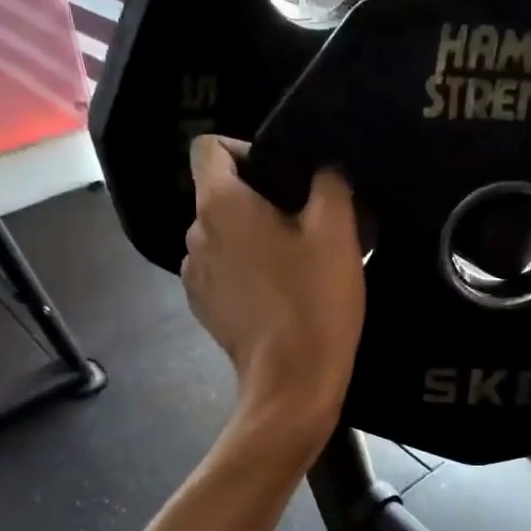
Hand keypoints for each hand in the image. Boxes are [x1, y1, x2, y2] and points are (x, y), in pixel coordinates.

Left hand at [182, 136, 364, 439]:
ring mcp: (193, 273)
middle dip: (259, 197)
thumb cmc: (315, 301)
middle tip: (306, 220)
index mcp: (220, 204)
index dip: (245, 148)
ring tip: (295, 259)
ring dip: (252, 236)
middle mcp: (195, 232)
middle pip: (220, 193)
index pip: (209, 147)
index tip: (283, 174)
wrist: (292, 382)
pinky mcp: (202, 306)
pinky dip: (244, 268)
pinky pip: (221, 268)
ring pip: (223, 233)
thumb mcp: (337, 232)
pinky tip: (278, 291)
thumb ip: (329, 182)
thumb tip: (323, 166)